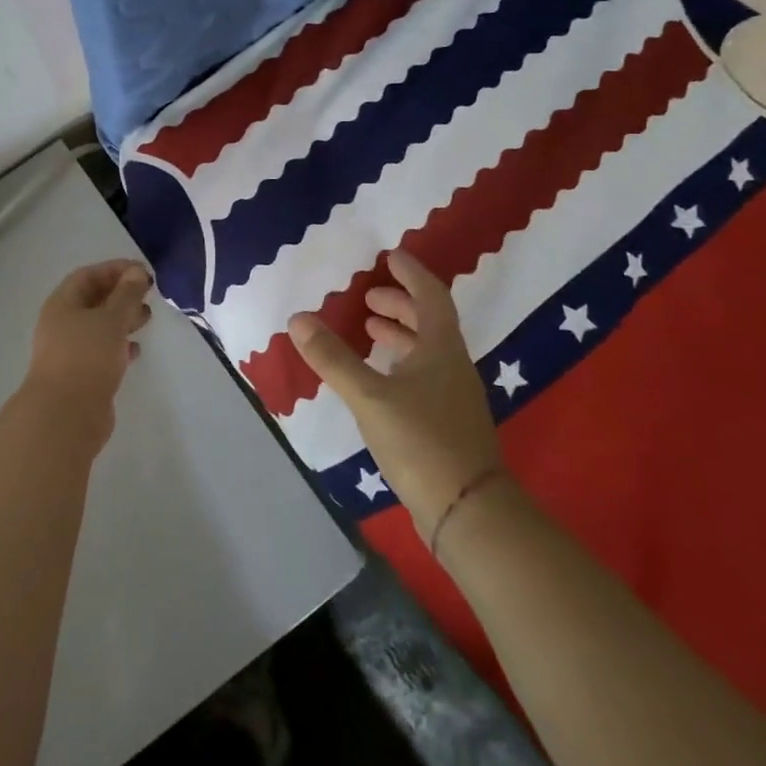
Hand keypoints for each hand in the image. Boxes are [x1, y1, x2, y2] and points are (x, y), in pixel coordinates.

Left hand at [24, 261, 152, 438]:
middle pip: (93, 300)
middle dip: (121, 294)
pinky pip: (102, 352)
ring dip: (122, 319)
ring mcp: (70, 351)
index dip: (115, 269)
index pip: (88, 275)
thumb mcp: (111, 319)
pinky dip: (119, 347)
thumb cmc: (87, 357)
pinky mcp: (81, 376)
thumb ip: (126, 294)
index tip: (143, 272)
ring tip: (147, 318)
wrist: (66, 416)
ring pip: (99, 327)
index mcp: (62, 304)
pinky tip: (136, 351)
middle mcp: (62, 324)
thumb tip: (136, 272)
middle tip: (148, 294)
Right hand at [290, 250, 500, 535]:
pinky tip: (379, 379)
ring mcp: (453, 398)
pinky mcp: (447, 424)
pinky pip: (423, 376)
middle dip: (400, 304)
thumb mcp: (370, 397)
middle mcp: (452, 367)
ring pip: (427, 351)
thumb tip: (298, 318)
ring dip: (399, 334)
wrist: (468, 510)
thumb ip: (333, 358)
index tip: (391, 255)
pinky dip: (400, 363)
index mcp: (441, 350)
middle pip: (430, 322)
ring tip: (369, 330)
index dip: (412, 274)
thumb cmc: (421, 441)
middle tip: (369, 297)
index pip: (431, 297)